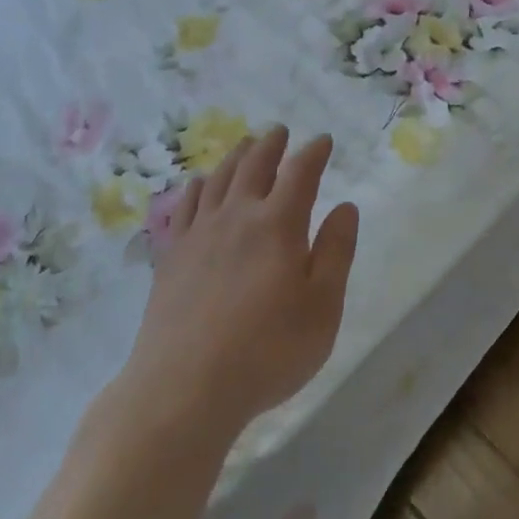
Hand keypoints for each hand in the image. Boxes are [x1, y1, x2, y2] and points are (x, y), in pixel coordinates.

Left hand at [128, 126, 360, 426]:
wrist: (184, 387)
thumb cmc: (268, 351)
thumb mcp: (322, 307)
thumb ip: (336, 252)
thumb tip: (346, 207)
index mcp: (278, 225)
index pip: (300, 173)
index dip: (313, 152)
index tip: (323, 140)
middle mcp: (237, 217)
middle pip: (255, 165)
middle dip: (271, 145)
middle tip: (279, 131)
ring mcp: (199, 234)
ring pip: (219, 179)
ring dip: (236, 157)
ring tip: (245, 145)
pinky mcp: (172, 255)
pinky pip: (185, 206)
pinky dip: (198, 187)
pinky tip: (200, 184)